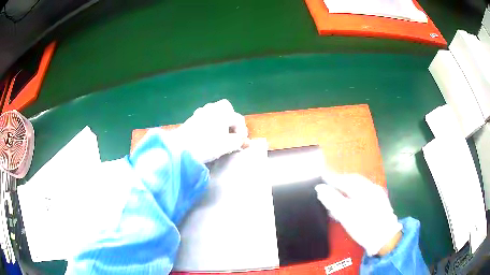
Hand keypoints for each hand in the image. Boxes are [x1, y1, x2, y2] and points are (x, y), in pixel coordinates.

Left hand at [176, 99, 248, 162]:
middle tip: (232, 134)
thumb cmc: (206, 145)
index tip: (241, 144)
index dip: (242, 132)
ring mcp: (200, 112)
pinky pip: (205, 117)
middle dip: (231, 120)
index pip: (238, 119)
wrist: (180, 149)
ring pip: (215, 112)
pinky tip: (208, 135)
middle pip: (226, 108)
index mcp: (223, 112)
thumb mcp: (226, 145)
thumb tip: (245, 141)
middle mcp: (212, 108)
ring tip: (220, 135)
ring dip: (220, 121)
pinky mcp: (192, 119)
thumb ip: (238, 142)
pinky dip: (210, 124)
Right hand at [315, 174, 401, 255]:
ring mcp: (377, 195)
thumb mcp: (345, 214)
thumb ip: (332, 200)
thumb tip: (319, 188)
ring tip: (337, 194)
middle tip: (329, 184)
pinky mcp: (380, 202)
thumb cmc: (363, 226)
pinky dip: (354, 194)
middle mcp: (372, 188)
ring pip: (359, 187)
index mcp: (364, 189)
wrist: (384, 239)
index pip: (345, 179)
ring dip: (347, 188)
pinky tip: (350, 202)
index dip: (332, 178)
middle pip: (353, 181)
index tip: (321, 177)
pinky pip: (364, 193)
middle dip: (340, 181)